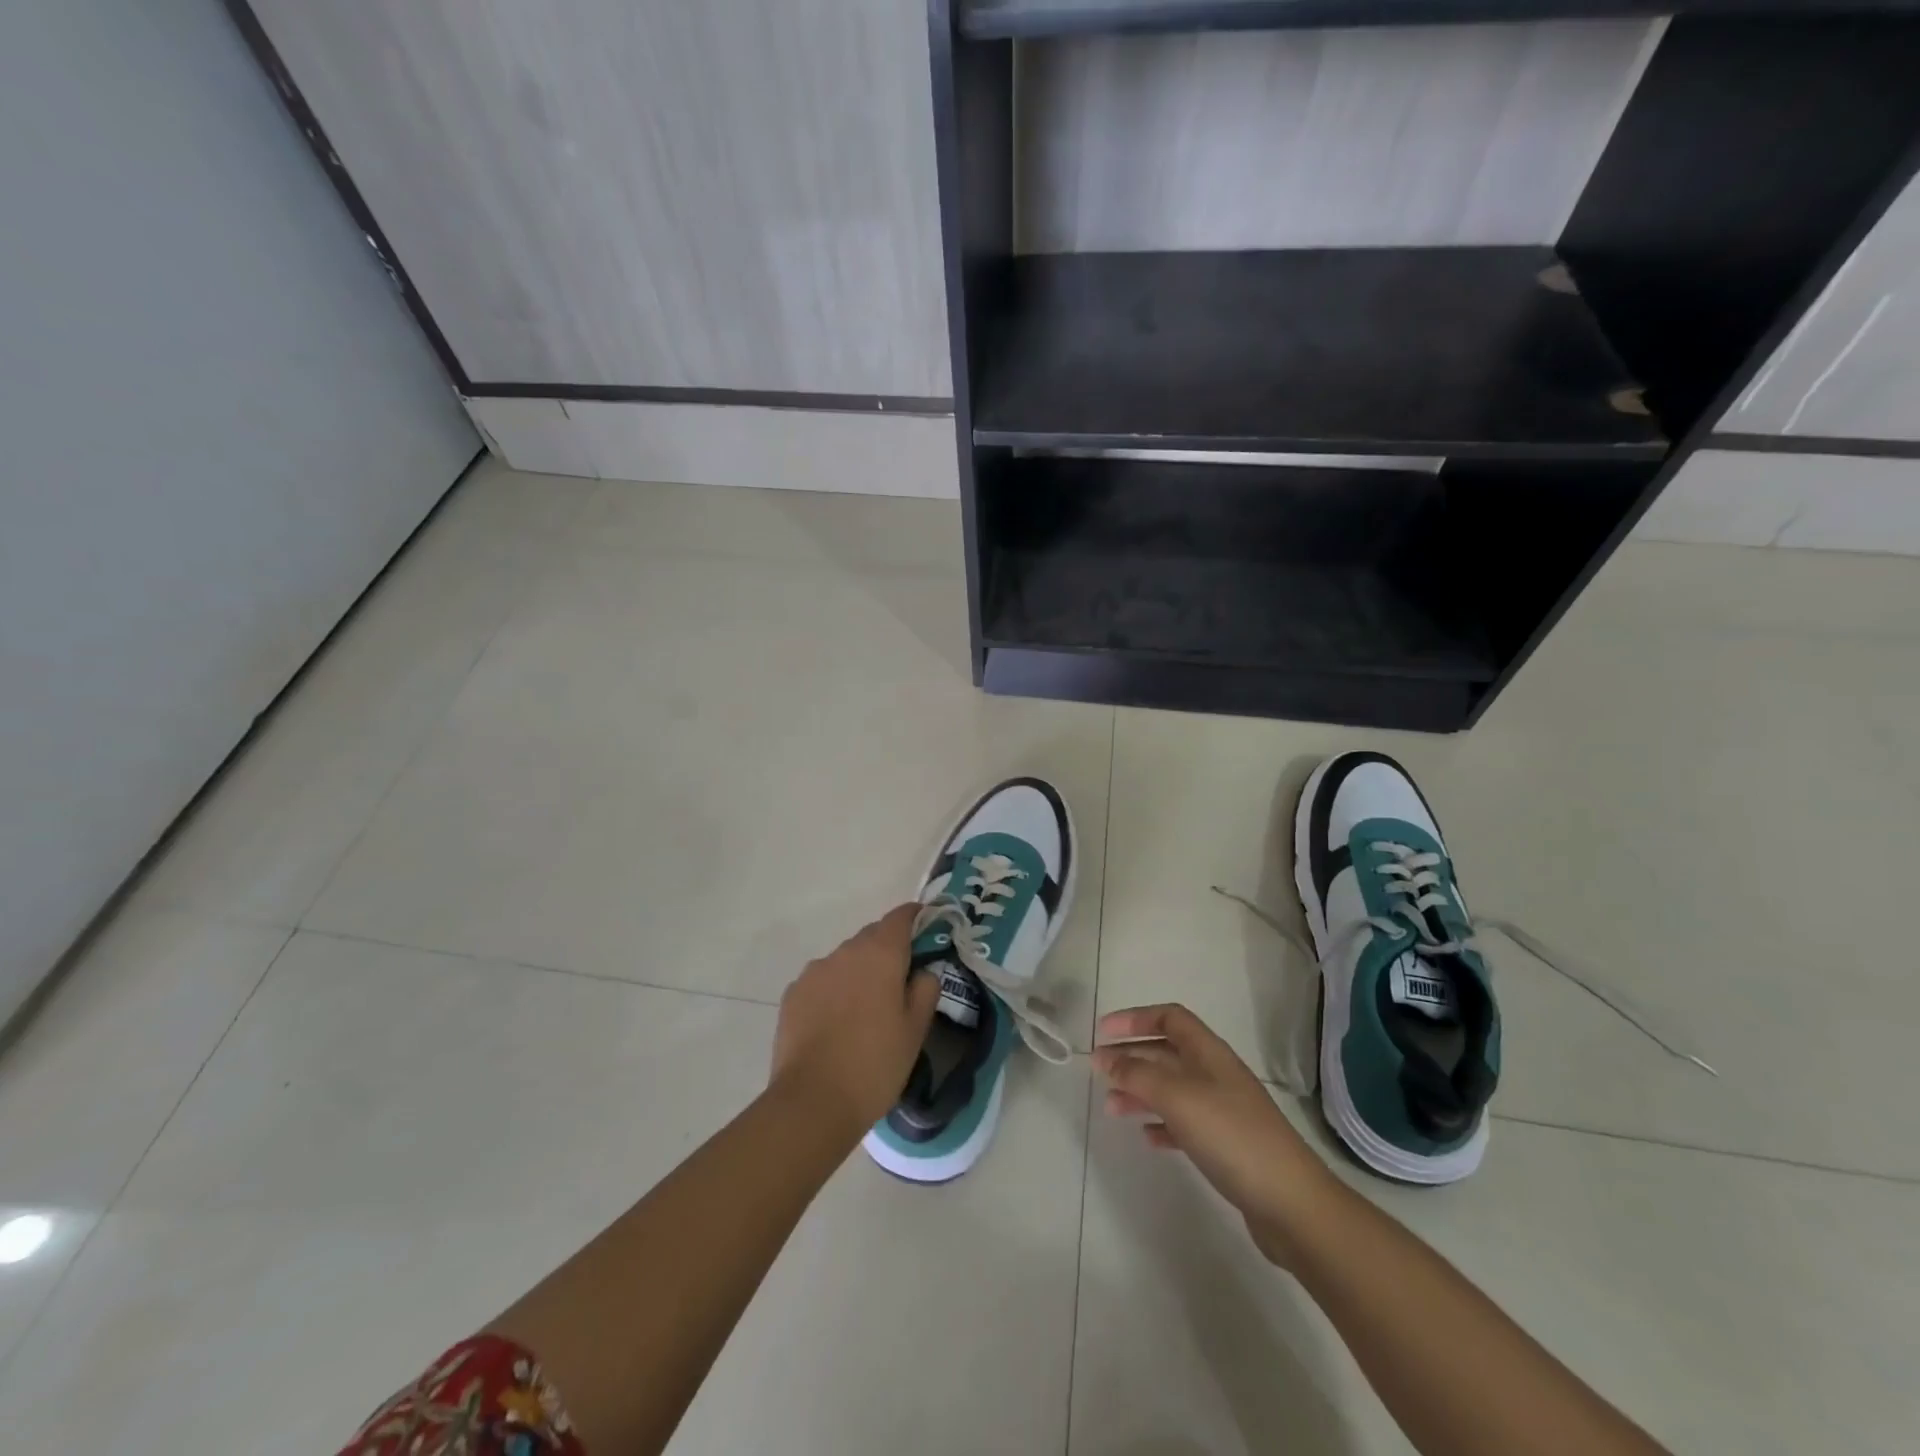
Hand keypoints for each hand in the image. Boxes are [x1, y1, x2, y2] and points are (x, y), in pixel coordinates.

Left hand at [771, 905, 939, 1141]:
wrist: (812, 1102)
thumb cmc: (875, 1064)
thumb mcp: (915, 1030)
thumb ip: (925, 990)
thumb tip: (923, 972)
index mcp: (881, 954)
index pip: (901, 917)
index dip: (915, 918)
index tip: (926, 929)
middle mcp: (846, 952)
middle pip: (872, 936)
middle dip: (888, 950)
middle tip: (900, 982)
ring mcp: (814, 971)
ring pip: (845, 959)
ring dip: (859, 971)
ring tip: (865, 1009)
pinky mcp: (793, 993)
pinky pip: (822, 980)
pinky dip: (834, 990)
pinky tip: (837, 1023)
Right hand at [1094, 1003, 1338, 1266]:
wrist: (1292, 1204)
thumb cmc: (1232, 1137)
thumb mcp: (1179, 1098)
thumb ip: (1138, 1075)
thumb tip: (1105, 1058)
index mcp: (1209, 1053)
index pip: (1169, 1018)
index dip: (1134, 1019)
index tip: (1102, 1033)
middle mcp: (1216, 1074)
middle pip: (1167, 1052)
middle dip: (1132, 1056)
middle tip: (1098, 1071)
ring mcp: (1223, 1110)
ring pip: (1172, 1088)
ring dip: (1140, 1091)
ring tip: (1112, 1108)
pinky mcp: (1226, 1145)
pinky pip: (1184, 1123)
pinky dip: (1161, 1123)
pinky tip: (1146, 1137)